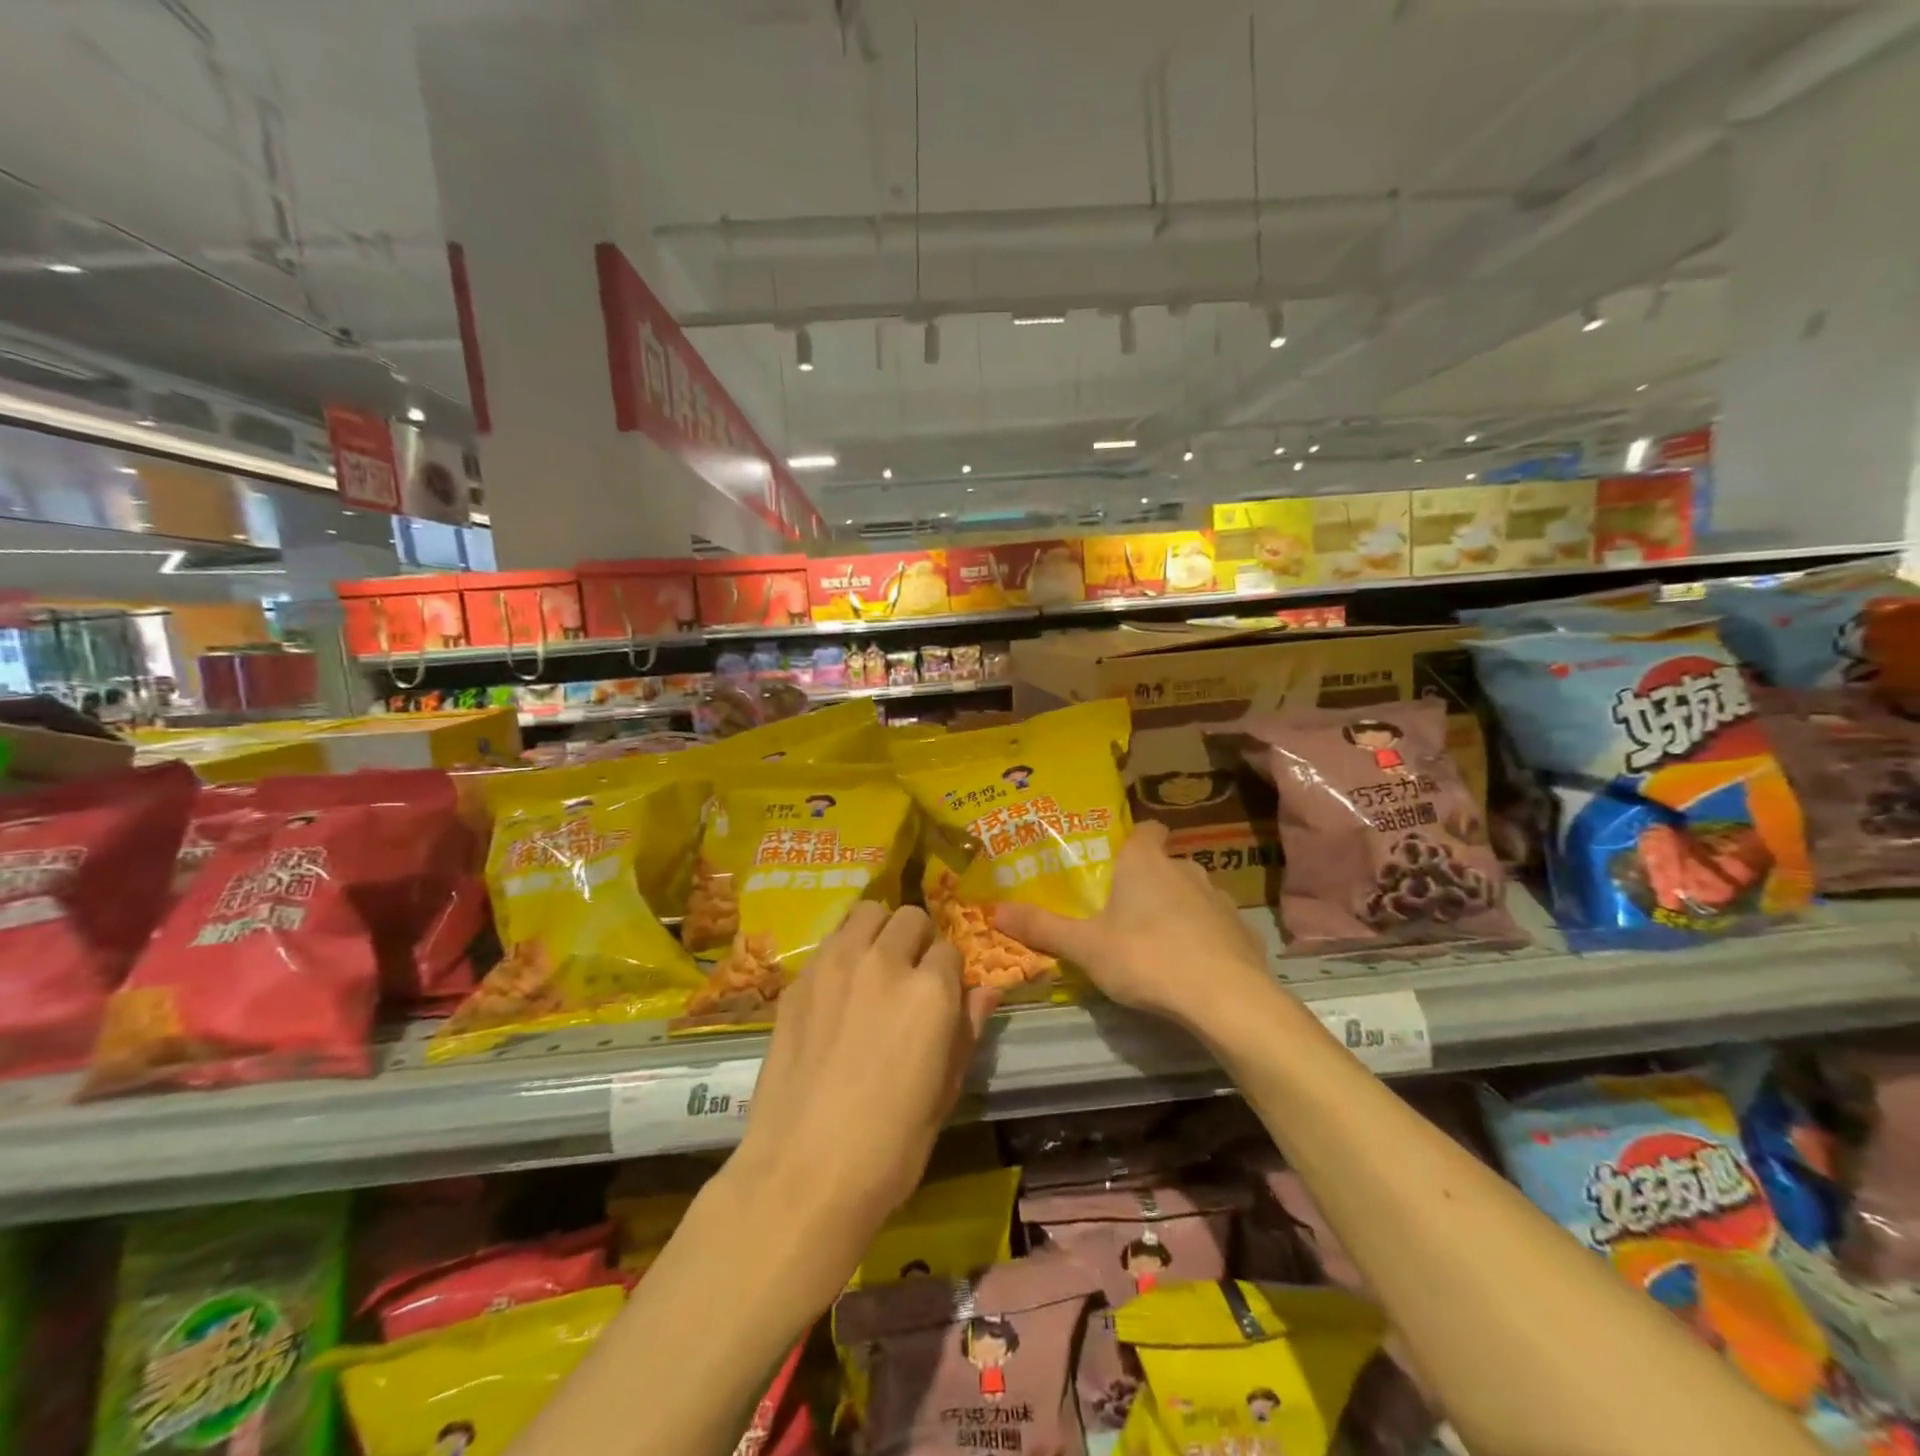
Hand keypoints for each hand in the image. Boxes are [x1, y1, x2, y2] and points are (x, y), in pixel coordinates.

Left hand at [724, 902, 996, 1299]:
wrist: (801, 1174)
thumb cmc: (889, 1147)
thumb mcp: (944, 1093)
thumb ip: (966, 1030)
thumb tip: (986, 989)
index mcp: (930, 991)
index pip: (951, 950)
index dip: (950, 975)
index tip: (942, 999)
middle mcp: (885, 962)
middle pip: (911, 918)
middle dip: (918, 941)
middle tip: (909, 978)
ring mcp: (835, 965)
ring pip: (867, 913)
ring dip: (879, 932)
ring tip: (874, 968)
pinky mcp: (799, 980)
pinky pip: (830, 941)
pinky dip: (843, 951)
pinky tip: (837, 990)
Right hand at [993, 821, 1273, 1033]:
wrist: (1226, 999)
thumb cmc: (1146, 957)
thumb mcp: (1084, 946)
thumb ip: (1041, 927)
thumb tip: (993, 909)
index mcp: (1145, 861)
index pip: (1145, 829)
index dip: (1132, 839)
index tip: (1115, 860)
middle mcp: (1185, 869)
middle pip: (1164, 863)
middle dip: (1146, 880)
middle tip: (1121, 910)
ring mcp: (1219, 898)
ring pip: (1190, 893)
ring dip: (1175, 909)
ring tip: (1153, 941)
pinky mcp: (1242, 930)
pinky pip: (1214, 925)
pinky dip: (1201, 937)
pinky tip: (1188, 966)